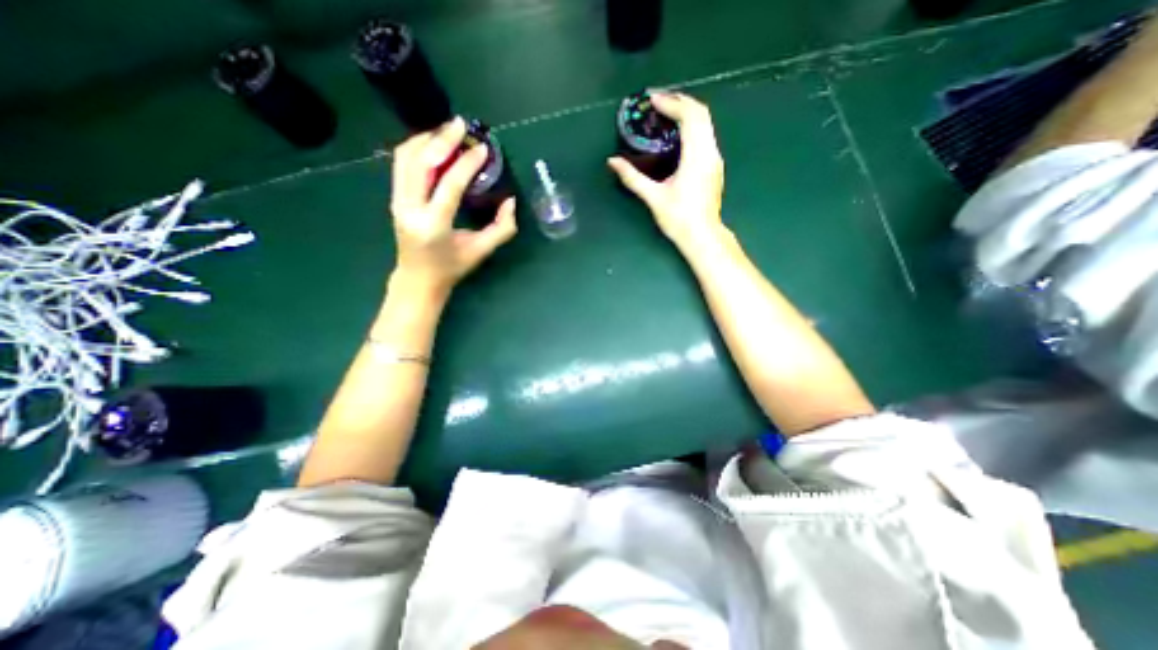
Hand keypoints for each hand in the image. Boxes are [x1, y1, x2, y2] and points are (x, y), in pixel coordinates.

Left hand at [389, 117, 515, 298]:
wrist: (418, 279)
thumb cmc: (452, 268)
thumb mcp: (481, 251)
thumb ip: (501, 229)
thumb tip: (510, 201)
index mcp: (433, 225)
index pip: (449, 184)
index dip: (467, 164)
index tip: (483, 148)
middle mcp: (409, 208)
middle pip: (421, 162)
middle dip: (442, 139)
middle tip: (462, 125)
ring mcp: (397, 201)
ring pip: (406, 157)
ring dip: (428, 139)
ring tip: (449, 132)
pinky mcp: (395, 197)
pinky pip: (402, 163)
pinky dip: (418, 148)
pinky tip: (434, 144)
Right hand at [606, 91, 721, 253]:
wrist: (702, 235)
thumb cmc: (678, 218)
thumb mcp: (653, 197)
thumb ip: (632, 178)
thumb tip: (613, 162)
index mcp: (696, 156)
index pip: (689, 116)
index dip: (671, 103)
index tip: (653, 100)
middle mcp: (710, 152)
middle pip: (701, 113)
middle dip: (680, 101)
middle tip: (659, 101)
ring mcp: (715, 159)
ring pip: (706, 124)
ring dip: (687, 112)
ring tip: (666, 113)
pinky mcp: (714, 166)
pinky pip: (706, 135)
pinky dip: (692, 126)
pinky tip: (678, 134)